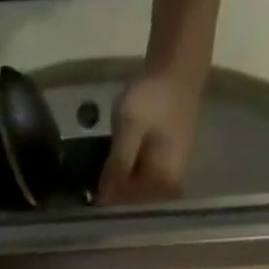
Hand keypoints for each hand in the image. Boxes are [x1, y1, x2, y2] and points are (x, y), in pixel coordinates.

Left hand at [96, 67, 203, 204]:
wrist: (178, 67)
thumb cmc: (153, 97)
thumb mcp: (129, 130)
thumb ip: (117, 166)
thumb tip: (101, 200)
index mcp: (164, 184)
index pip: (123, 201)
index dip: (104, 190)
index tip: (91, 178)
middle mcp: (170, 190)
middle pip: (130, 198)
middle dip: (113, 184)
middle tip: (100, 163)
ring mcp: (172, 179)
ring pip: (134, 188)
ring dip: (120, 177)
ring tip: (112, 156)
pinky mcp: (169, 168)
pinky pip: (142, 178)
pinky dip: (129, 169)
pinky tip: (123, 154)